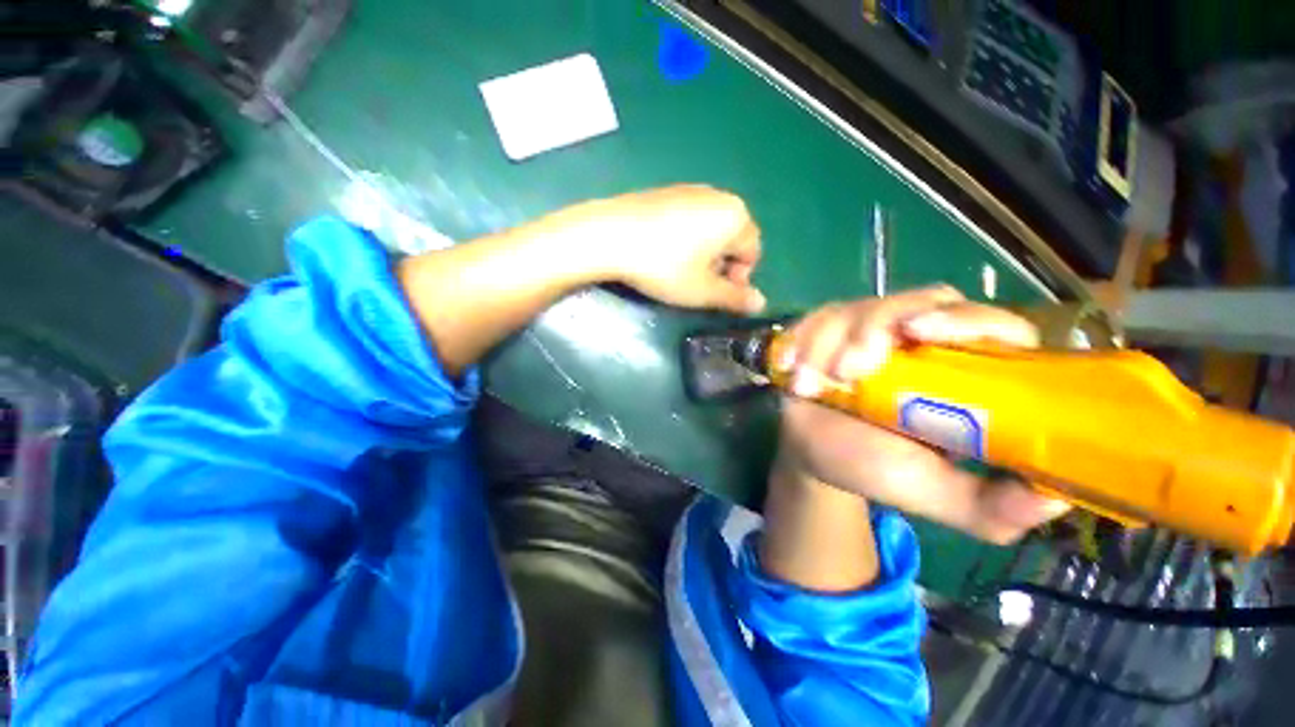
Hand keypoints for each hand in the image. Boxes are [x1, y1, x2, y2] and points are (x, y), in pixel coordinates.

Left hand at [553, 185, 765, 313]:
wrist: (610, 235)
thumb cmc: (664, 266)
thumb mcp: (702, 291)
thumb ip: (735, 298)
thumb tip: (761, 304)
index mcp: (736, 216)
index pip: (752, 253)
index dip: (738, 279)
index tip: (714, 294)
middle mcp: (719, 196)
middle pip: (732, 238)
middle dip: (721, 265)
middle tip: (696, 284)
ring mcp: (690, 189)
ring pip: (710, 229)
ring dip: (704, 253)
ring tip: (678, 270)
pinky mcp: (666, 191)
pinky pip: (689, 219)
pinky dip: (686, 239)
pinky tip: (663, 252)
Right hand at [773, 286, 1070, 544]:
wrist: (813, 453)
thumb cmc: (873, 467)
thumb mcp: (932, 492)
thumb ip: (989, 505)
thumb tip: (1053, 499)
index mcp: (962, 373)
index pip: (993, 326)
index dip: (968, 320)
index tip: (921, 334)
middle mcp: (921, 342)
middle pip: (922, 300)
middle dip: (876, 326)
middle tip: (849, 369)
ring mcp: (871, 330)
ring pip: (860, 306)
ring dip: (830, 342)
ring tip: (810, 385)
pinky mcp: (829, 329)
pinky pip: (818, 317)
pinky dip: (803, 340)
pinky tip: (793, 369)